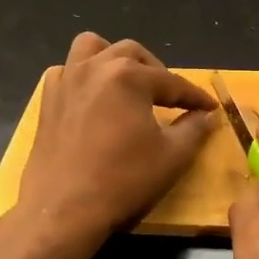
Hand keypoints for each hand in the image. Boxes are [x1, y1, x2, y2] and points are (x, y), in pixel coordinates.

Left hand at [3, 33, 215, 258]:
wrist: (63, 211)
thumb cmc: (123, 180)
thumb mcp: (172, 156)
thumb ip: (195, 129)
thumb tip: (208, 115)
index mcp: (129, 75)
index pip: (172, 82)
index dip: (195, 97)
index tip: (210, 108)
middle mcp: (96, 67)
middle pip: (134, 54)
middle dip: (156, 72)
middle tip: (169, 98)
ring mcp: (67, 80)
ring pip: (92, 47)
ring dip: (113, 58)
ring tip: (126, 83)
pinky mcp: (47, 100)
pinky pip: (66, 71)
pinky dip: (81, 76)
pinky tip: (91, 98)